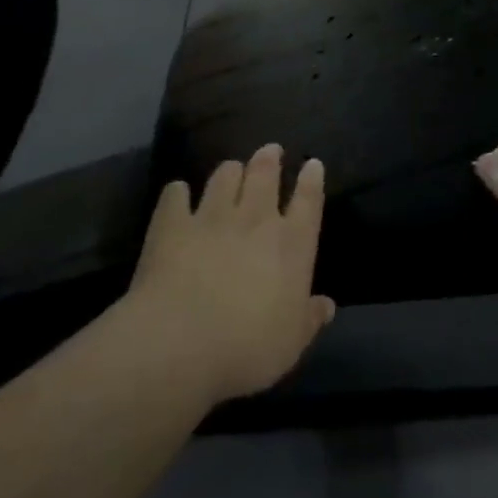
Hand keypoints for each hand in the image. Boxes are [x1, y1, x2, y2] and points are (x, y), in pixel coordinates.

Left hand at [120, 145, 335, 408]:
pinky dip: (177, 193)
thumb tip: (327, 306)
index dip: (312, 180)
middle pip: (265, 175)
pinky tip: (177, 193)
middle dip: (269, 159)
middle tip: (270, 150)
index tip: (312, 164)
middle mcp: (256, 220)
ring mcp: (212, 218)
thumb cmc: (247, 347)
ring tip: (230, 169)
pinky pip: (175, 198)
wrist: (178, 344)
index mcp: (293, 244)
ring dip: (229, 171)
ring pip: (224, 178)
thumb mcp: (291, 342)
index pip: (309, 200)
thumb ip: (309, 319)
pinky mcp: (171, 227)